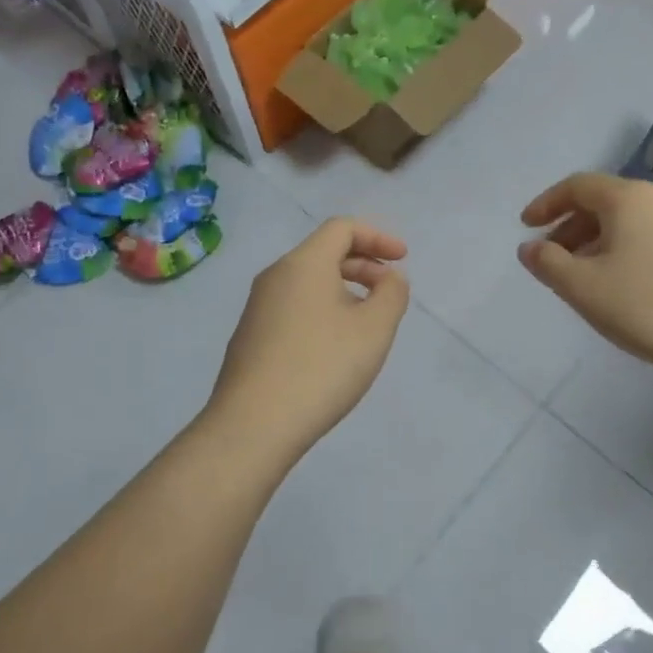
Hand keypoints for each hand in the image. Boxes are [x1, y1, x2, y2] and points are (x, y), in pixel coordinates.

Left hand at [208, 218, 410, 459]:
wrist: (254, 424)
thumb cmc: (322, 367)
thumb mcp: (374, 328)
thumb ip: (392, 294)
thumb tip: (389, 278)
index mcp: (303, 264)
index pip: (342, 228)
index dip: (378, 237)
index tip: (402, 259)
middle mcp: (275, 276)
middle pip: (323, 253)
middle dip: (363, 264)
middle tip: (389, 292)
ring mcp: (257, 308)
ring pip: (308, 283)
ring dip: (343, 290)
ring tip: (366, 323)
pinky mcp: (250, 337)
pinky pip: (293, 308)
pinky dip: (322, 311)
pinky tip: (334, 348)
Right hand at [518, 173, 652, 382]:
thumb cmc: (647, 307)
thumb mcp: (583, 287)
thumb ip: (548, 262)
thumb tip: (529, 247)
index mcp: (628, 198)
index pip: (577, 186)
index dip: (546, 204)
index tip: (525, 227)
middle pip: (603, 201)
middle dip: (570, 226)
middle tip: (550, 257)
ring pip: (627, 221)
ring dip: (595, 240)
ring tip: (580, 275)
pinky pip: (648, 236)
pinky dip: (622, 249)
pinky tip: (619, 284)